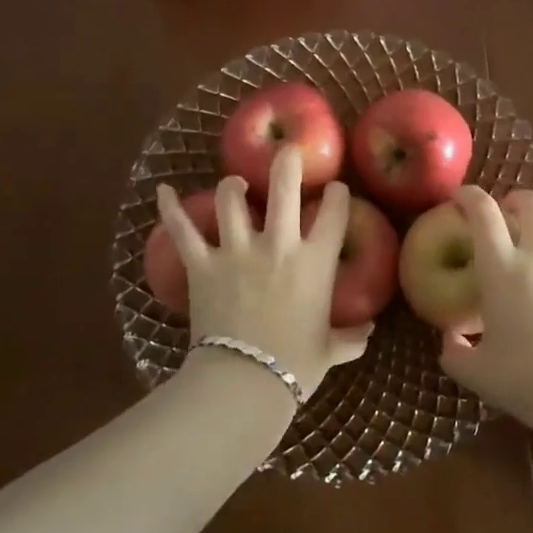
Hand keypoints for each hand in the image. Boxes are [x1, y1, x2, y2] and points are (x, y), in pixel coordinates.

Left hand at [155, 146, 372, 409]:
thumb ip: (349, 339)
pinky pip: (183, 232)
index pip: (334, 216)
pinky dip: (171, 210)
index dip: (337, 196)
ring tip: (235, 181)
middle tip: (287, 150)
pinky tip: (164, 191)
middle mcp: (278, 245)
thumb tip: (369, 334)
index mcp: (315, 263)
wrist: (244, 382)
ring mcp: (237, 251)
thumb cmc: (294, 366)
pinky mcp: (203, 265)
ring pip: (231, 202)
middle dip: (286, 163)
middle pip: (284, 189)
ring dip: (233, 186)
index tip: (335, 188)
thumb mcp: (329, 352)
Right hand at [437, 187, 532, 433]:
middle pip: (531, 202)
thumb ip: (455, 353)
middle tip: (503, 215)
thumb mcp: (479, 374)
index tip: (459, 198)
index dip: (469, 196)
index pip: (483, 211)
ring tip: (530, 249)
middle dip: (514, 199)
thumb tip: (450, 339)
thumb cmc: (529, 379)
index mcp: (501, 268)